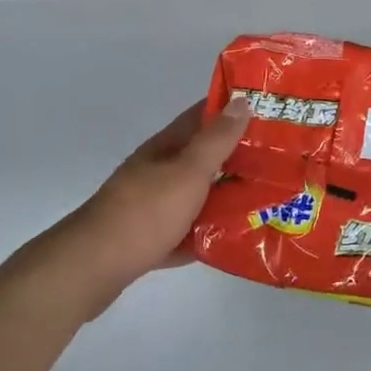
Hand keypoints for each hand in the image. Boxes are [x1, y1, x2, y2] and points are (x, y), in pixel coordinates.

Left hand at [46, 97, 250, 319]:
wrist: (90, 270)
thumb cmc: (144, 213)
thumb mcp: (187, 171)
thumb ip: (216, 140)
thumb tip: (241, 100)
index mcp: (166, 147)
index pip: (203, 115)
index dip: (233, 109)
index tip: (269, 110)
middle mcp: (158, 171)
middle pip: (203, 157)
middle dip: (238, 157)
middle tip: (280, 161)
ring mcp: (151, 206)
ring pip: (197, 195)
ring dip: (226, 197)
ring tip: (267, 201)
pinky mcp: (149, 239)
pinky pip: (187, 231)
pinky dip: (207, 234)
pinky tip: (232, 241)